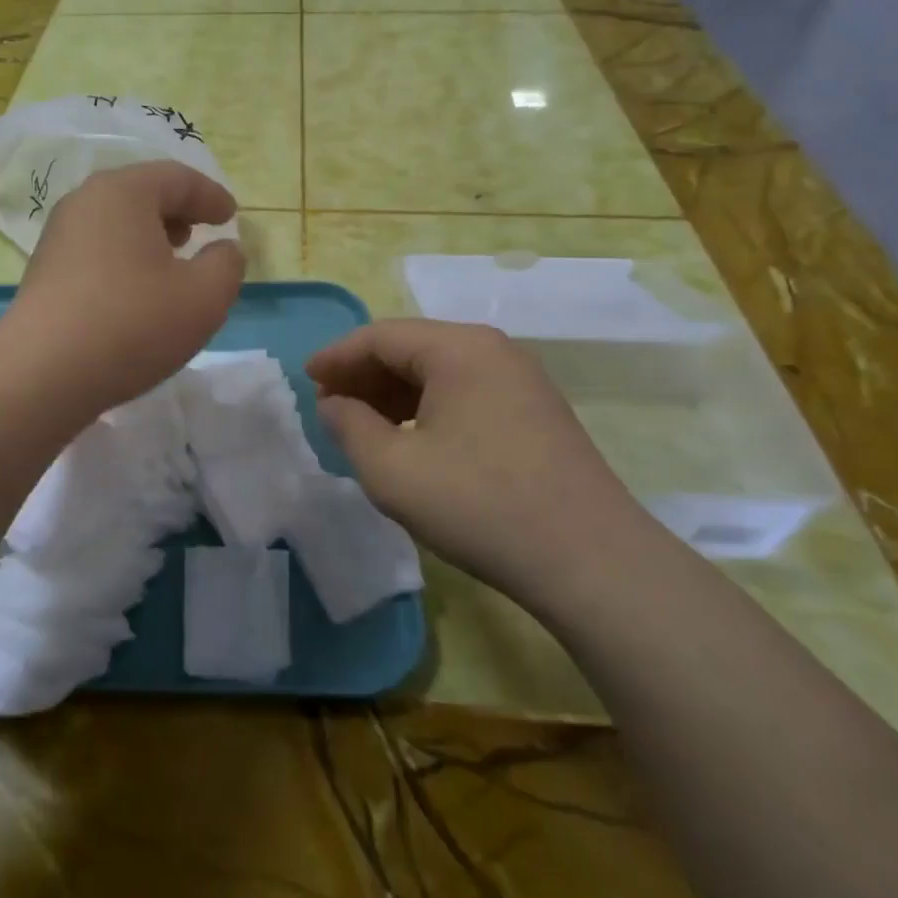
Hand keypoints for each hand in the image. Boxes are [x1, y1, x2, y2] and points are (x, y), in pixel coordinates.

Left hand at [7, 161, 244, 410]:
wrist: (43, 373)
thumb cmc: (133, 323)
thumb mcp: (204, 296)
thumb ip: (227, 265)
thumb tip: (224, 250)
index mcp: (123, 192)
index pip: (177, 178)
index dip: (211, 195)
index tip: (231, 216)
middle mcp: (84, 202)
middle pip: (141, 194)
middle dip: (177, 211)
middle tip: (200, 234)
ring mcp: (58, 237)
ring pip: (116, 222)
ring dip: (149, 236)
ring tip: (171, 264)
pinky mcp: (45, 271)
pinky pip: (97, 249)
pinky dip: (125, 258)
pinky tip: (136, 292)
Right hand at [307, 320, 659, 615]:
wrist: (591, 561)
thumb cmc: (478, 505)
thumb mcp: (392, 469)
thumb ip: (349, 427)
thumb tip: (334, 403)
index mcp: (458, 349)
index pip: (380, 336)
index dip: (336, 356)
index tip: (306, 378)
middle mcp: (493, 350)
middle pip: (411, 347)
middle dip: (364, 374)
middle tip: (329, 404)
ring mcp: (520, 380)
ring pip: (439, 370)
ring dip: (394, 392)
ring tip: (363, 423)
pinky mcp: (535, 411)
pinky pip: (465, 391)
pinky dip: (427, 406)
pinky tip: (411, 438)